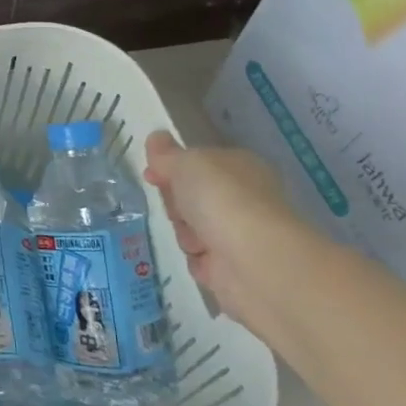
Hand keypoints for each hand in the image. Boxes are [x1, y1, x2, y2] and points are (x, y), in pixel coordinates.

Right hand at [142, 131, 298, 326]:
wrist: (253, 259)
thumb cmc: (221, 198)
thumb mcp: (185, 163)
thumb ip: (166, 153)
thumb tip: (155, 137)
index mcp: (239, 167)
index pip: (198, 164)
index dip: (171, 168)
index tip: (152, 175)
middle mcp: (242, 198)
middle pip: (189, 197)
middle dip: (175, 203)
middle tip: (178, 207)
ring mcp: (239, 234)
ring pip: (189, 229)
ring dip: (184, 233)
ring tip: (196, 239)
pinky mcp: (234, 267)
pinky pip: (198, 259)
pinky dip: (196, 260)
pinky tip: (205, 259)